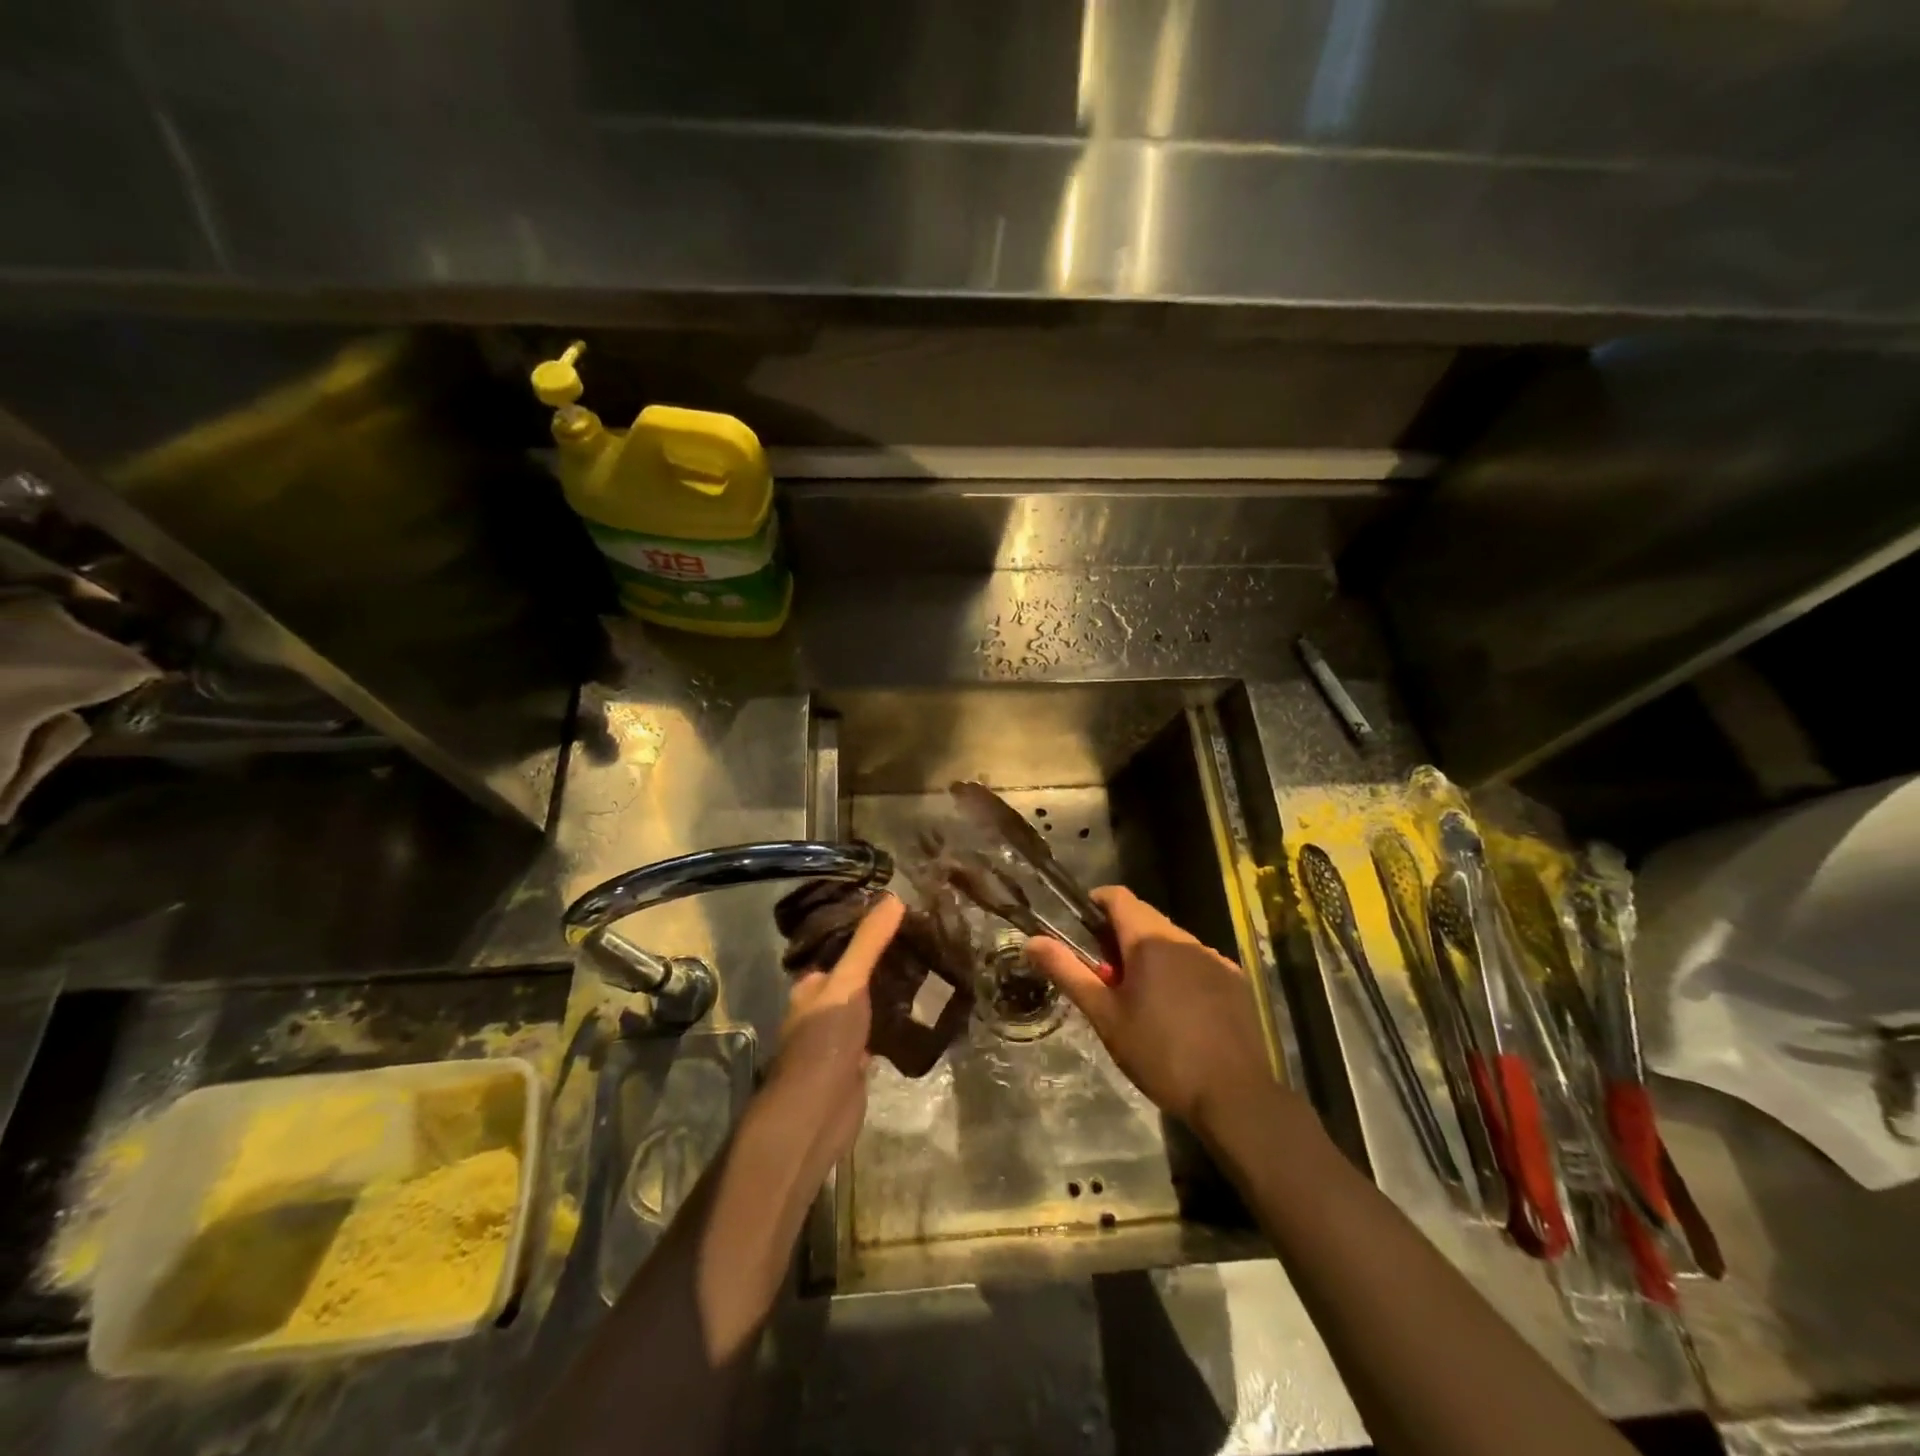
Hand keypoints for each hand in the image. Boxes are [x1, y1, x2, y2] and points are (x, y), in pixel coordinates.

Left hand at [756, 893, 902, 1190]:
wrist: (817, 1112)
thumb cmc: (824, 1040)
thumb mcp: (848, 982)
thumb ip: (869, 943)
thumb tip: (894, 897)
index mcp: (810, 987)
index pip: (838, 950)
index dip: (864, 933)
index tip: (898, 916)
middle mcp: (821, 1010)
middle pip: (855, 979)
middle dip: (882, 964)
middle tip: (921, 942)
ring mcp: (838, 1039)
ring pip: (869, 1006)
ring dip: (891, 994)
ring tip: (928, 970)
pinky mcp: (857, 1064)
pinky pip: (879, 1034)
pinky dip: (896, 1024)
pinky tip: (922, 1014)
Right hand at [1026, 887, 1275, 1131]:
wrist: (1233, 1095)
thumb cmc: (1160, 1053)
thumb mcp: (1105, 1015)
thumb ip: (1068, 972)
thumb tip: (1032, 941)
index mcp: (1150, 939)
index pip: (1118, 896)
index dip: (1095, 904)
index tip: (1080, 929)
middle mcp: (1185, 939)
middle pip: (1144, 919)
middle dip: (1120, 937)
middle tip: (1105, 978)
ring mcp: (1216, 959)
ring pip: (1172, 943)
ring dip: (1151, 957)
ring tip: (1141, 1000)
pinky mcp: (1236, 982)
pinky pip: (1198, 963)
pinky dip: (1180, 973)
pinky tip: (1178, 1013)